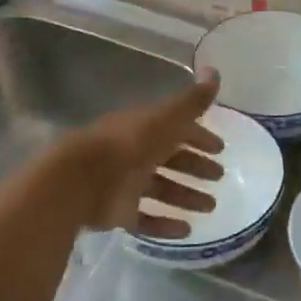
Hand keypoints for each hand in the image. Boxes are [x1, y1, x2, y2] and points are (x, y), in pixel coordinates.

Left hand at [60, 72, 226, 238]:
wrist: (80, 181)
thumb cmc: (128, 145)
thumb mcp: (166, 119)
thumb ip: (192, 101)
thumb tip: (215, 71)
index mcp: (143, 128)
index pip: (175, 130)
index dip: (198, 137)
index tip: (220, 148)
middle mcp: (133, 154)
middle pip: (169, 159)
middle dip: (195, 166)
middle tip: (219, 176)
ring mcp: (124, 185)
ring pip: (160, 190)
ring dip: (186, 196)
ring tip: (210, 207)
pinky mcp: (117, 213)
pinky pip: (145, 219)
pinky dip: (165, 224)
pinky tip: (186, 230)